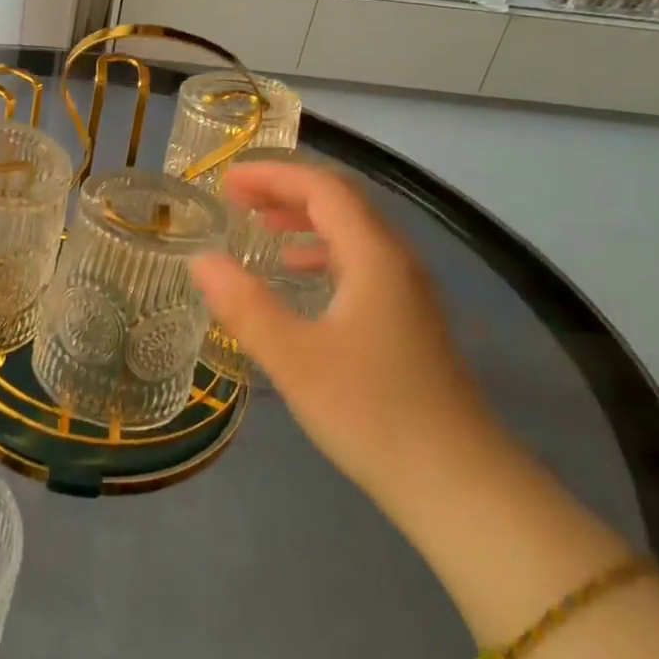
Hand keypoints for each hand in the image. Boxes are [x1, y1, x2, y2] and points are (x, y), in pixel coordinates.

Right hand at [191, 160, 501, 507]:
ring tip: (261, 229)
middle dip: (286, 191)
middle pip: (342, 204)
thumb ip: (244, 305)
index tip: (225, 181)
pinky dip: (322, 255)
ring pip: (353, 235)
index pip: (323, 189)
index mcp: (374, 257)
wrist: (457, 482)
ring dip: (304, 222)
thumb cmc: (371, 411)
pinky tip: (299, 279)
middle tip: (236, 199)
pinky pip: (359, 265)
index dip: (273, 175)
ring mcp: (407, 294)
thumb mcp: (293, 357)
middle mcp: (396, 263)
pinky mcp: (407, 322)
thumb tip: (201, 260)